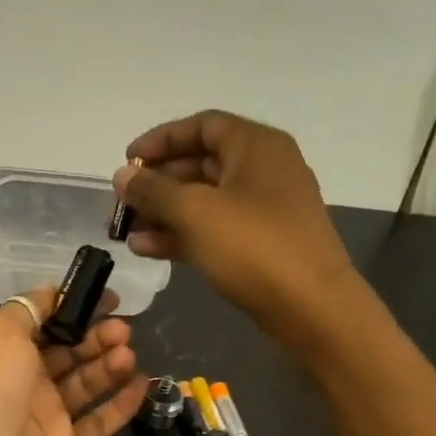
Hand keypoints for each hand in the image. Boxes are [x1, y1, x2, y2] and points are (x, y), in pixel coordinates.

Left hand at [0, 286, 145, 435]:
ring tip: (130, 355)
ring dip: (109, 366)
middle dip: (97, 336)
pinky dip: (120, 406)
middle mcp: (22, 378)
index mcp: (2, 348)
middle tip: (124, 329)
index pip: (44, 320)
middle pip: (68, 350)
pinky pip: (96, 422)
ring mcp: (42, 415)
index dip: (75, 306)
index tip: (107, 297)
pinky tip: (143, 387)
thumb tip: (52, 291)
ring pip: (84, 383)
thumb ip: (28, 308)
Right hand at [114, 110, 363, 348]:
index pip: (201, 126)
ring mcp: (264, 209)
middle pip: (200, 163)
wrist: (313, 309)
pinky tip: (147, 249)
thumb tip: (122, 175)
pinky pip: (214, 228)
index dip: (160, 139)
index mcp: (256, 146)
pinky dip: (182, 234)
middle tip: (123, 202)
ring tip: (126, 231)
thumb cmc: (254, 247)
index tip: (127, 161)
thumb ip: (153, 190)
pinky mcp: (261, 243)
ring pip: (204, 200)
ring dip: (163, 212)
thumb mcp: (195, 212)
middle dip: (157, 182)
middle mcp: (263, 170)